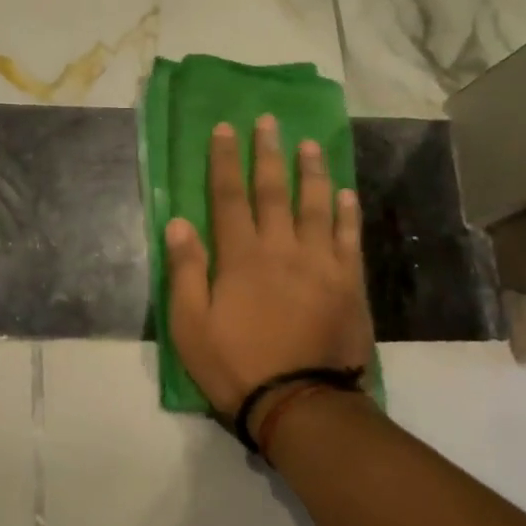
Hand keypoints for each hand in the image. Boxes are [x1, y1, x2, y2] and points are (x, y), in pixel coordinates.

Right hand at [164, 116, 372, 424]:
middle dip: (268, 153)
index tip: (225, 129)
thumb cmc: (235, 365)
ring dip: (312, 172)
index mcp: (240, 257)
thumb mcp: (190, 325)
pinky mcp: (347, 283)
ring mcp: (320, 263)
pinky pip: (347, 238)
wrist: (300, 403)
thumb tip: (177, 222)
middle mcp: (281, 248)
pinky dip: (347, 213)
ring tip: (309, 144)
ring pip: (316, 206)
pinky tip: (346, 193)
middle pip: (274, 191)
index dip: (224, 161)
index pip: (228, 197)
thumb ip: (186, 271)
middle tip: (268, 122)